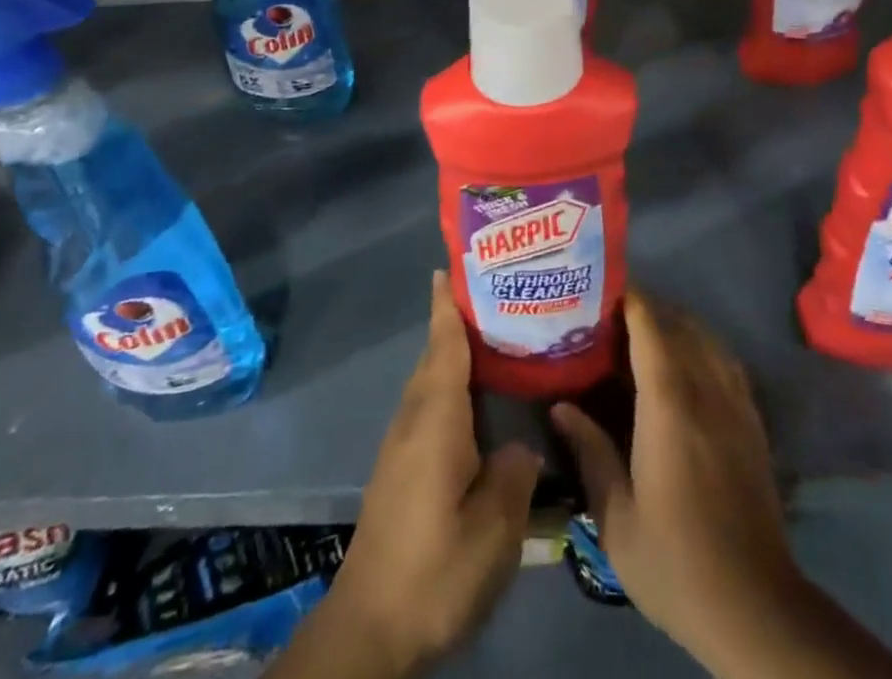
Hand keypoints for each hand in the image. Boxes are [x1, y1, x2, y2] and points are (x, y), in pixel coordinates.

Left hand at [310, 269, 541, 677]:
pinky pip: (428, 408)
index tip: (452, 265)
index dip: (448, 305)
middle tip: (498, 299)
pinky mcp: (399, 469)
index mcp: (436, 418)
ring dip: (453, 356)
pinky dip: (450, 389)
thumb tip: (521, 445)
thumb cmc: (435, 567)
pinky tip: (478, 408)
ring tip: (496, 344)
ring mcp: (401, 445)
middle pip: (435, 357)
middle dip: (457, 323)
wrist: (370, 626)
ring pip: (430, 383)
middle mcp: (414, 419)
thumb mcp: (493, 527)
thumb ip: (514, 473)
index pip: (443, 345)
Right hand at [550, 290, 802, 669]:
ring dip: (677, 323)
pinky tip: (685, 364)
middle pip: (679, 324)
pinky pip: (727, 362)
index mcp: (669, 406)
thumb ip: (590, 453)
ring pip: (707, 338)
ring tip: (644, 333)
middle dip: (647, 308)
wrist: (756, 608)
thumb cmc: (676, 562)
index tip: (600, 289)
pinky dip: (703, 346)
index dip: (628, 300)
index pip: (650, 328)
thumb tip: (561, 407)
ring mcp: (735, 405)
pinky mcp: (753, 423)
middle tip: (611, 315)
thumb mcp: (617, 519)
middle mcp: (706, 391)